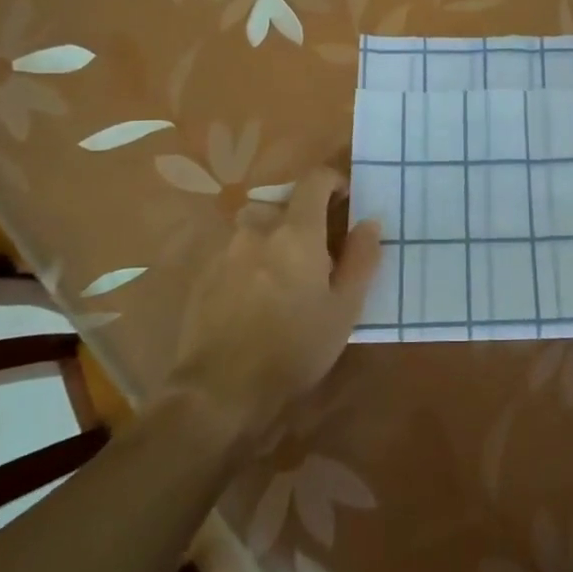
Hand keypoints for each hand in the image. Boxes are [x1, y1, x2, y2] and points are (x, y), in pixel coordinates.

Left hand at [170, 167, 382, 437]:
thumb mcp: (343, 310)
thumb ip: (361, 259)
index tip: (346, 201)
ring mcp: (225, 251)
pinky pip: (233, 252)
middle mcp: (257, 230)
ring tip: (283, 278)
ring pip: (255, 228)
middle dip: (302, 218)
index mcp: (296, 232)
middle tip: (318, 253)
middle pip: (282, 203)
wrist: (219, 391)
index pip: (315, 180)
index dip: (334, 181)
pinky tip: (254, 299)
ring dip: (273, 240)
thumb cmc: (294, 349)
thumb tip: (369, 221)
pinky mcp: (203, 275)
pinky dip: (249, 262)